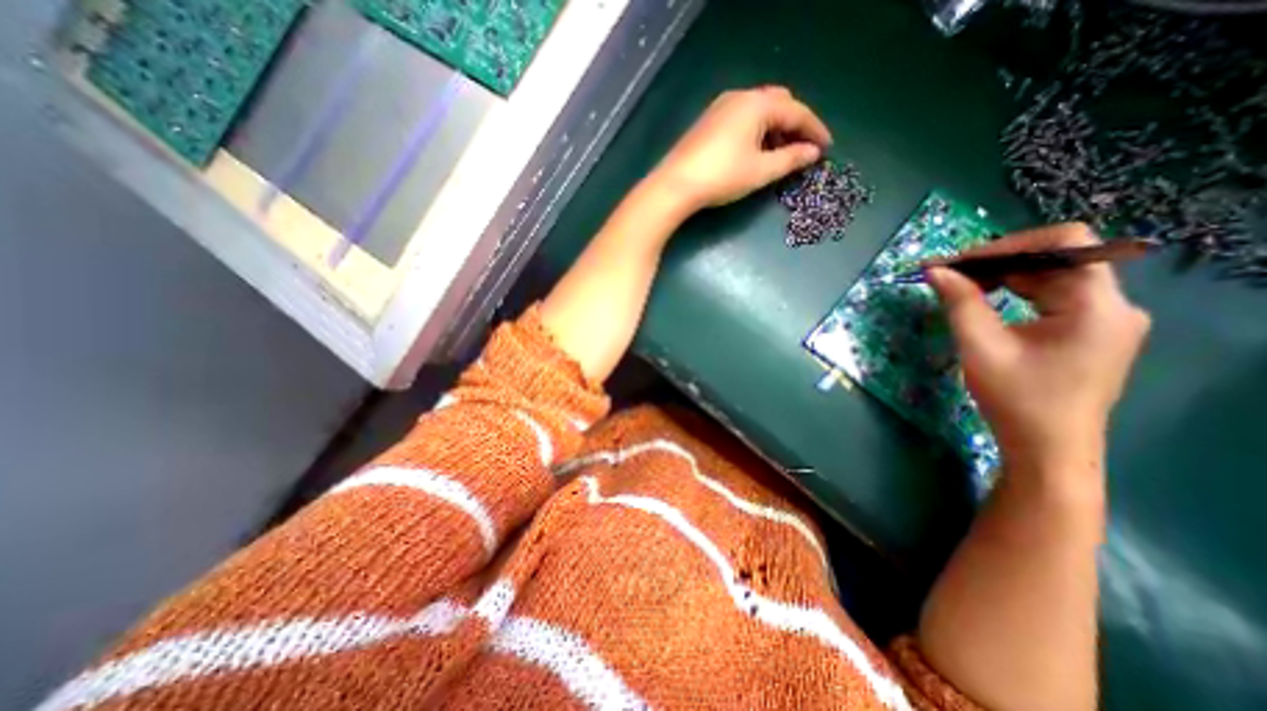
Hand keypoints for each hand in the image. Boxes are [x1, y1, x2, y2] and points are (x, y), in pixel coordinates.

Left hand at [644, 86, 832, 212]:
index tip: (826, 148)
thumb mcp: (761, 171)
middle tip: (802, 149)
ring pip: (759, 111)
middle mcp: (740, 97)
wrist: (675, 184)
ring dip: (775, 128)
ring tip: (780, 153)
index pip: (797, 111)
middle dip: (794, 125)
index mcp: (758, 104)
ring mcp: (721, 108)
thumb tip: (813, 153)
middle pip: (778, 104)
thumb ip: (791, 159)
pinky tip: (755, 150)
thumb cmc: (722, 176)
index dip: (815, 130)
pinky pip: (742, 119)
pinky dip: (756, 131)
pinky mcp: (708, 122)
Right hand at [928, 224, 1149, 474]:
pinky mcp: (1089, 331)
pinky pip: (1050, 296)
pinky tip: (984, 300)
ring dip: (1002, 276)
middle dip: (996, 261)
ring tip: (958, 286)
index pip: (1065, 243)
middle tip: (946, 274)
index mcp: (1096, 305)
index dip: (1008, 245)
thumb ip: (959, 303)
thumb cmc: (1015, 399)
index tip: (959, 262)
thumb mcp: (980, 347)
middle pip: (1055, 259)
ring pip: (1050, 276)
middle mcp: (1112, 304)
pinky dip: (1014, 292)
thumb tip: (935, 270)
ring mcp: (1104, 318)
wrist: (1046, 448)